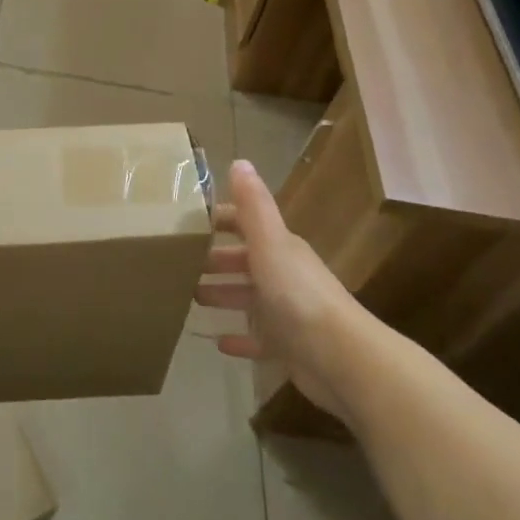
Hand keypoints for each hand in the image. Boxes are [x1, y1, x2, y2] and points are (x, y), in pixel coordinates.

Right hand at [196, 160, 365, 421]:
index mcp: (279, 247)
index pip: (245, 224)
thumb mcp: (270, 242)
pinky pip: (258, 339)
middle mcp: (284, 274)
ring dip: (222, 295)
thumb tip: (239, 161)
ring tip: (191, 298)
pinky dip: (240, 338)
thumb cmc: (298, 294)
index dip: (219, 220)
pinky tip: (218, 342)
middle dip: (214, 260)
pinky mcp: (288, 347)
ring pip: (248, 297)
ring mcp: (287, 312)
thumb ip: (253, 205)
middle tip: (178, 265)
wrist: (341, 357)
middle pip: (244, 261)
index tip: (185, 223)